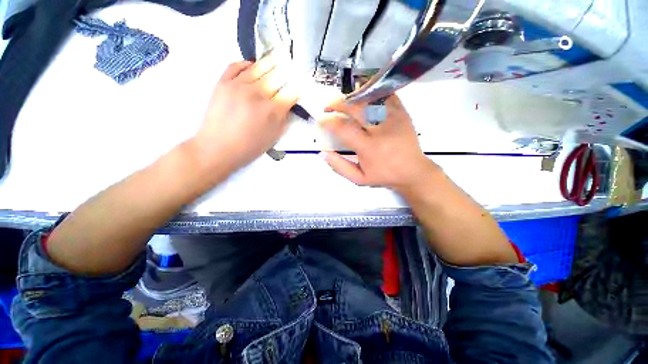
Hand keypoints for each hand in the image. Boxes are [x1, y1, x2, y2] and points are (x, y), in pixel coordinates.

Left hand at [190, 58, 299, 175]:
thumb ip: (284, 118)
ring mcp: (239, 85)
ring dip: (272, 62)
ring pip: (259, 67)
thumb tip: (288, 104)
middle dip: (289, 71)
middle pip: (278, 75)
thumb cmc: (250, 146)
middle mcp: (258, 93)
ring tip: (279, 56)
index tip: (303, 83)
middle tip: (293, 66)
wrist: (218, 147)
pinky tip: (253, 65)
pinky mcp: (223, 82)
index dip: (299, 86)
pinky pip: (236, 65)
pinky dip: (247, 63)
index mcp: (273, 110)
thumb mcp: (274, 136)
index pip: (292, 92)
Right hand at [319, 95, 438, 193]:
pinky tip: (363, 99)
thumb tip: (322, 152)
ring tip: (344, 103)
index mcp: (369, 147)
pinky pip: (385, 95)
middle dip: (337, 103)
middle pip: (355, 106)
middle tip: (329, 107)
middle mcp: (381, 129)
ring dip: (352, 97)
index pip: (343, 127)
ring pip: (370, 97)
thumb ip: (339, 166)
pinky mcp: (402, 112)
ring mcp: (393, 118)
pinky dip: (371, 93)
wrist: (413, 171)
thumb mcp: (359, 178)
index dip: (328, 121)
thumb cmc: (384, 176)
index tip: (321, 120)